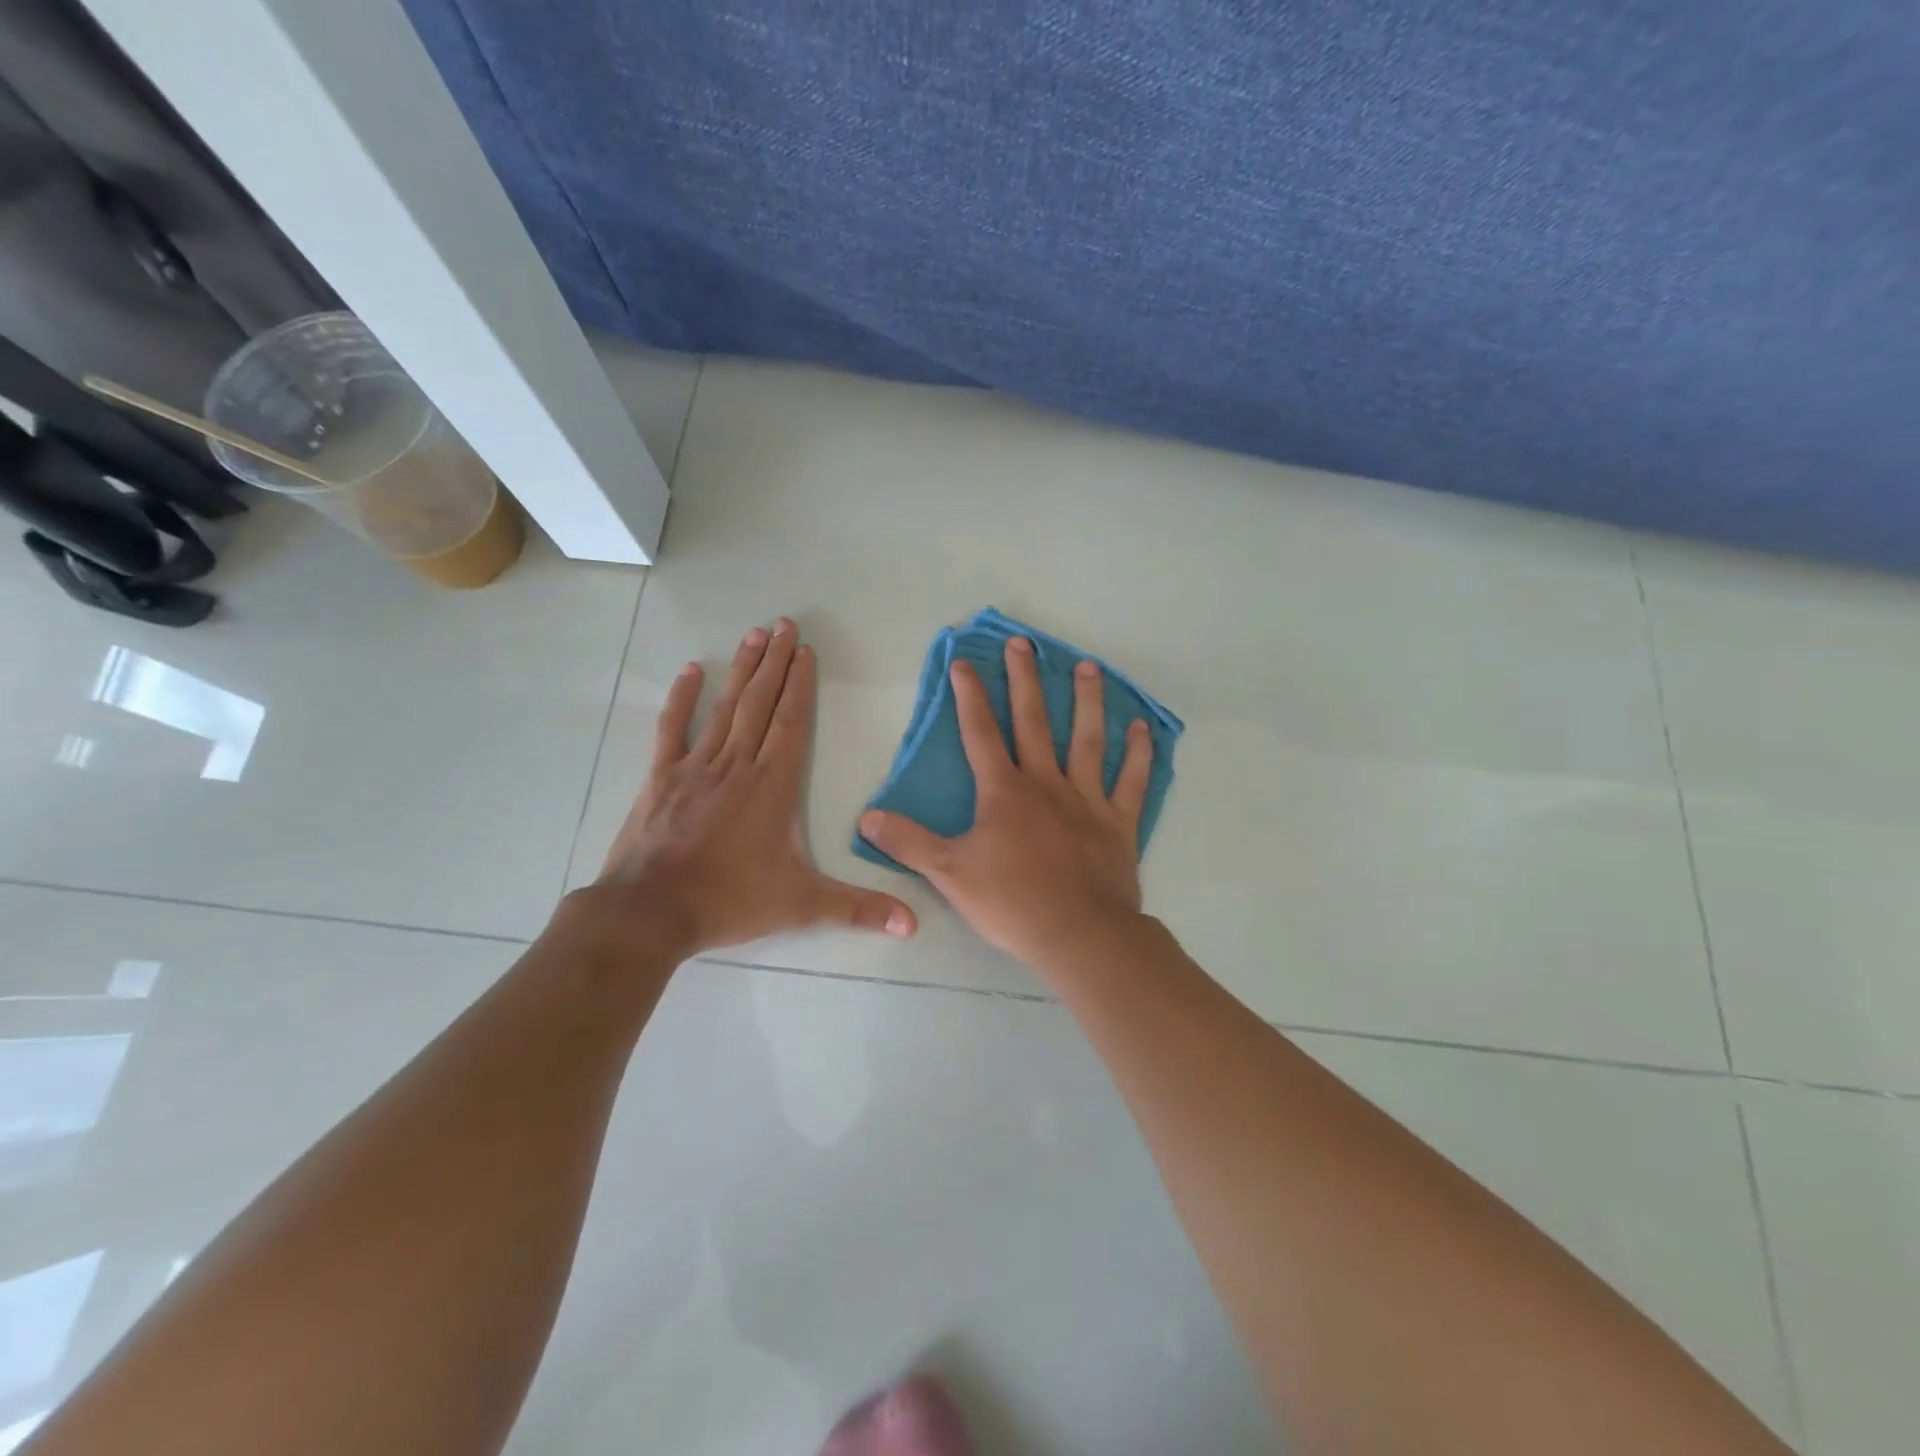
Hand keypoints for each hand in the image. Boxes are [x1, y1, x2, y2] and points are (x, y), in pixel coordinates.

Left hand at [592, 619, 917, 956]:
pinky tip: (690, 671)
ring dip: (741, 670)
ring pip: (724, 708)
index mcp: (772, 785)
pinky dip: (681, 699)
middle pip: (761, 703)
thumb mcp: (803, 905)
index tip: (806, 650)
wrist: (651, 912)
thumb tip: (913, 925)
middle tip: (783, 624)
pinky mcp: (661, 778)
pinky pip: (673, 729)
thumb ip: (859, 909)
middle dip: (775, 662)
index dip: (801, 685)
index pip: (792, 722)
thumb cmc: (730, 901)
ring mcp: (696, 767)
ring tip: (754, 635)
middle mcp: (737, 765)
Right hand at [859, 636, 1152, 973]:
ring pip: (1087, 740)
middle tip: (1023, 643)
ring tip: (1088, 666)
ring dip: (1088, 702)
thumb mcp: (948, 873)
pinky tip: (1142, 729)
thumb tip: (866, 817)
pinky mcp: (1118, 822)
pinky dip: (1138, 755)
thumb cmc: (1011, 902)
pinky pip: (1131, 782)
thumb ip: (908, 842)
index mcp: (1004, 792)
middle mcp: (1046, 783)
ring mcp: (1086, 799)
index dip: (969, 696)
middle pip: (1034, 722)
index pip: (980, 733)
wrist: (1077, 933)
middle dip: (1024, 680)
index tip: (962, 661)